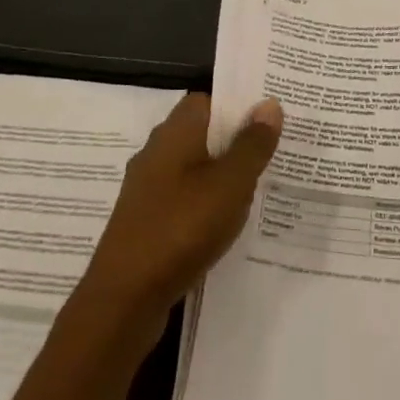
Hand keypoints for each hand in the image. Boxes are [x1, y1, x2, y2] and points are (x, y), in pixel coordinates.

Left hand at [78, 92, 281, 338]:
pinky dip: (206, 204)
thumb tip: (269, 103)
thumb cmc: (181, 229)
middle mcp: (156, 153)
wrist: (124, 298)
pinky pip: (184, 199)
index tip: (269, 119)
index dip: (237, 106)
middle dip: (235, 142)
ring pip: (194, 169)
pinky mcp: (146, 221)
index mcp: (174, 134)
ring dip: (222, 176)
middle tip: (275, 153)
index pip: (206, 101)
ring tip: (260, 189)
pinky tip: (228, 224)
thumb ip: (252, 145)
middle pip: (201, 134)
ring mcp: (148, 189)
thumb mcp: (230, 185)